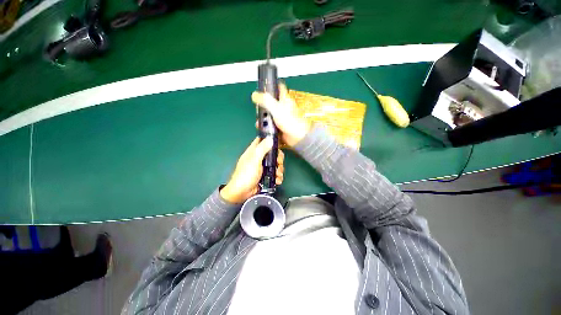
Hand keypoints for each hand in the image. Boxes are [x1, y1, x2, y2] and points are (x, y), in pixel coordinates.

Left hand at [220, 137, 284, 203]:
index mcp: (254, 151)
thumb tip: (270, 138)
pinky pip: (275, 173)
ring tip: (278, 175)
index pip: (263, 140)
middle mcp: (259, 157)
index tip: (278, 145)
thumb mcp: (254, 160)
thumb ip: (262, 149)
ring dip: (279, 169)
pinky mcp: (266, 175)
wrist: (242, 193)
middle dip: (278, 159)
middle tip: (278, 164)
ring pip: (275, 163)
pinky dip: (277, 176)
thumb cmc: (246, 175)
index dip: (270, 141)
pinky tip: (277, 180)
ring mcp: (263, 167)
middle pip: (273, 153)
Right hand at [251, 83, 311, 146]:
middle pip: (271, 102)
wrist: (298, 137)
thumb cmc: (290, 121)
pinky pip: (270, 124)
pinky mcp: (280, 126)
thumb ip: (265, 101)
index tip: (262, 87)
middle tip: (257, 108)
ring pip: (270, 114)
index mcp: (285, 99)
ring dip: (263, 118)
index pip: (279, 87)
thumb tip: (254, 94)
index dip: (271, 85)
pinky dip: (266, 126)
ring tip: (258, 122)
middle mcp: (283, 107)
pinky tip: (261, 128)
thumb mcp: (276, 108)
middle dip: (263, 105)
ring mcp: (281, 117)